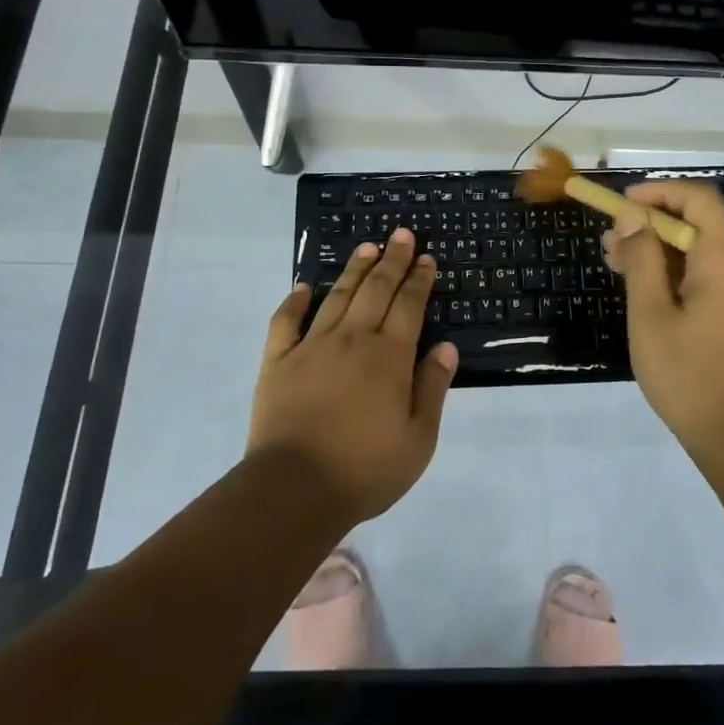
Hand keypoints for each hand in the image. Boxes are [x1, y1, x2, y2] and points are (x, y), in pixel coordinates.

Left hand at [248, 228, 457, 525]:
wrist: (294, 489)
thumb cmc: (365, 468)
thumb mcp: (418, 439)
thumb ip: (432, 388)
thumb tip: (445, 346)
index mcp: (389, 357)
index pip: (409, 306)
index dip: (419, 280)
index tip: (426, 258)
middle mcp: (352, 340)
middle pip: (376, 290)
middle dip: (392, 260)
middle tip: (401, 234)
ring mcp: (312, 347)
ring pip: (338, 297)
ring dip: (354, 270)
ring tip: (366, 247)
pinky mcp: (278, 361)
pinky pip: (286, 322)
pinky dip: (295, 301)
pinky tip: (304, 287)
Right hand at [603, 181, 723, 461]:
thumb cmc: (690, 375)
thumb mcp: (651, 314)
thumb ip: (642, 258)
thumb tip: (632, 217)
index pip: (699, 199)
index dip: (659, 192)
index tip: (622, 205)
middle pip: (698, 224)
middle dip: (651, 225)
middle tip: (609, 244)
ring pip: (702, 250)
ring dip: (660, 250)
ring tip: (617, 266)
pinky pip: (711, 274)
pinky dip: (678, 271)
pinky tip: (647, 290)